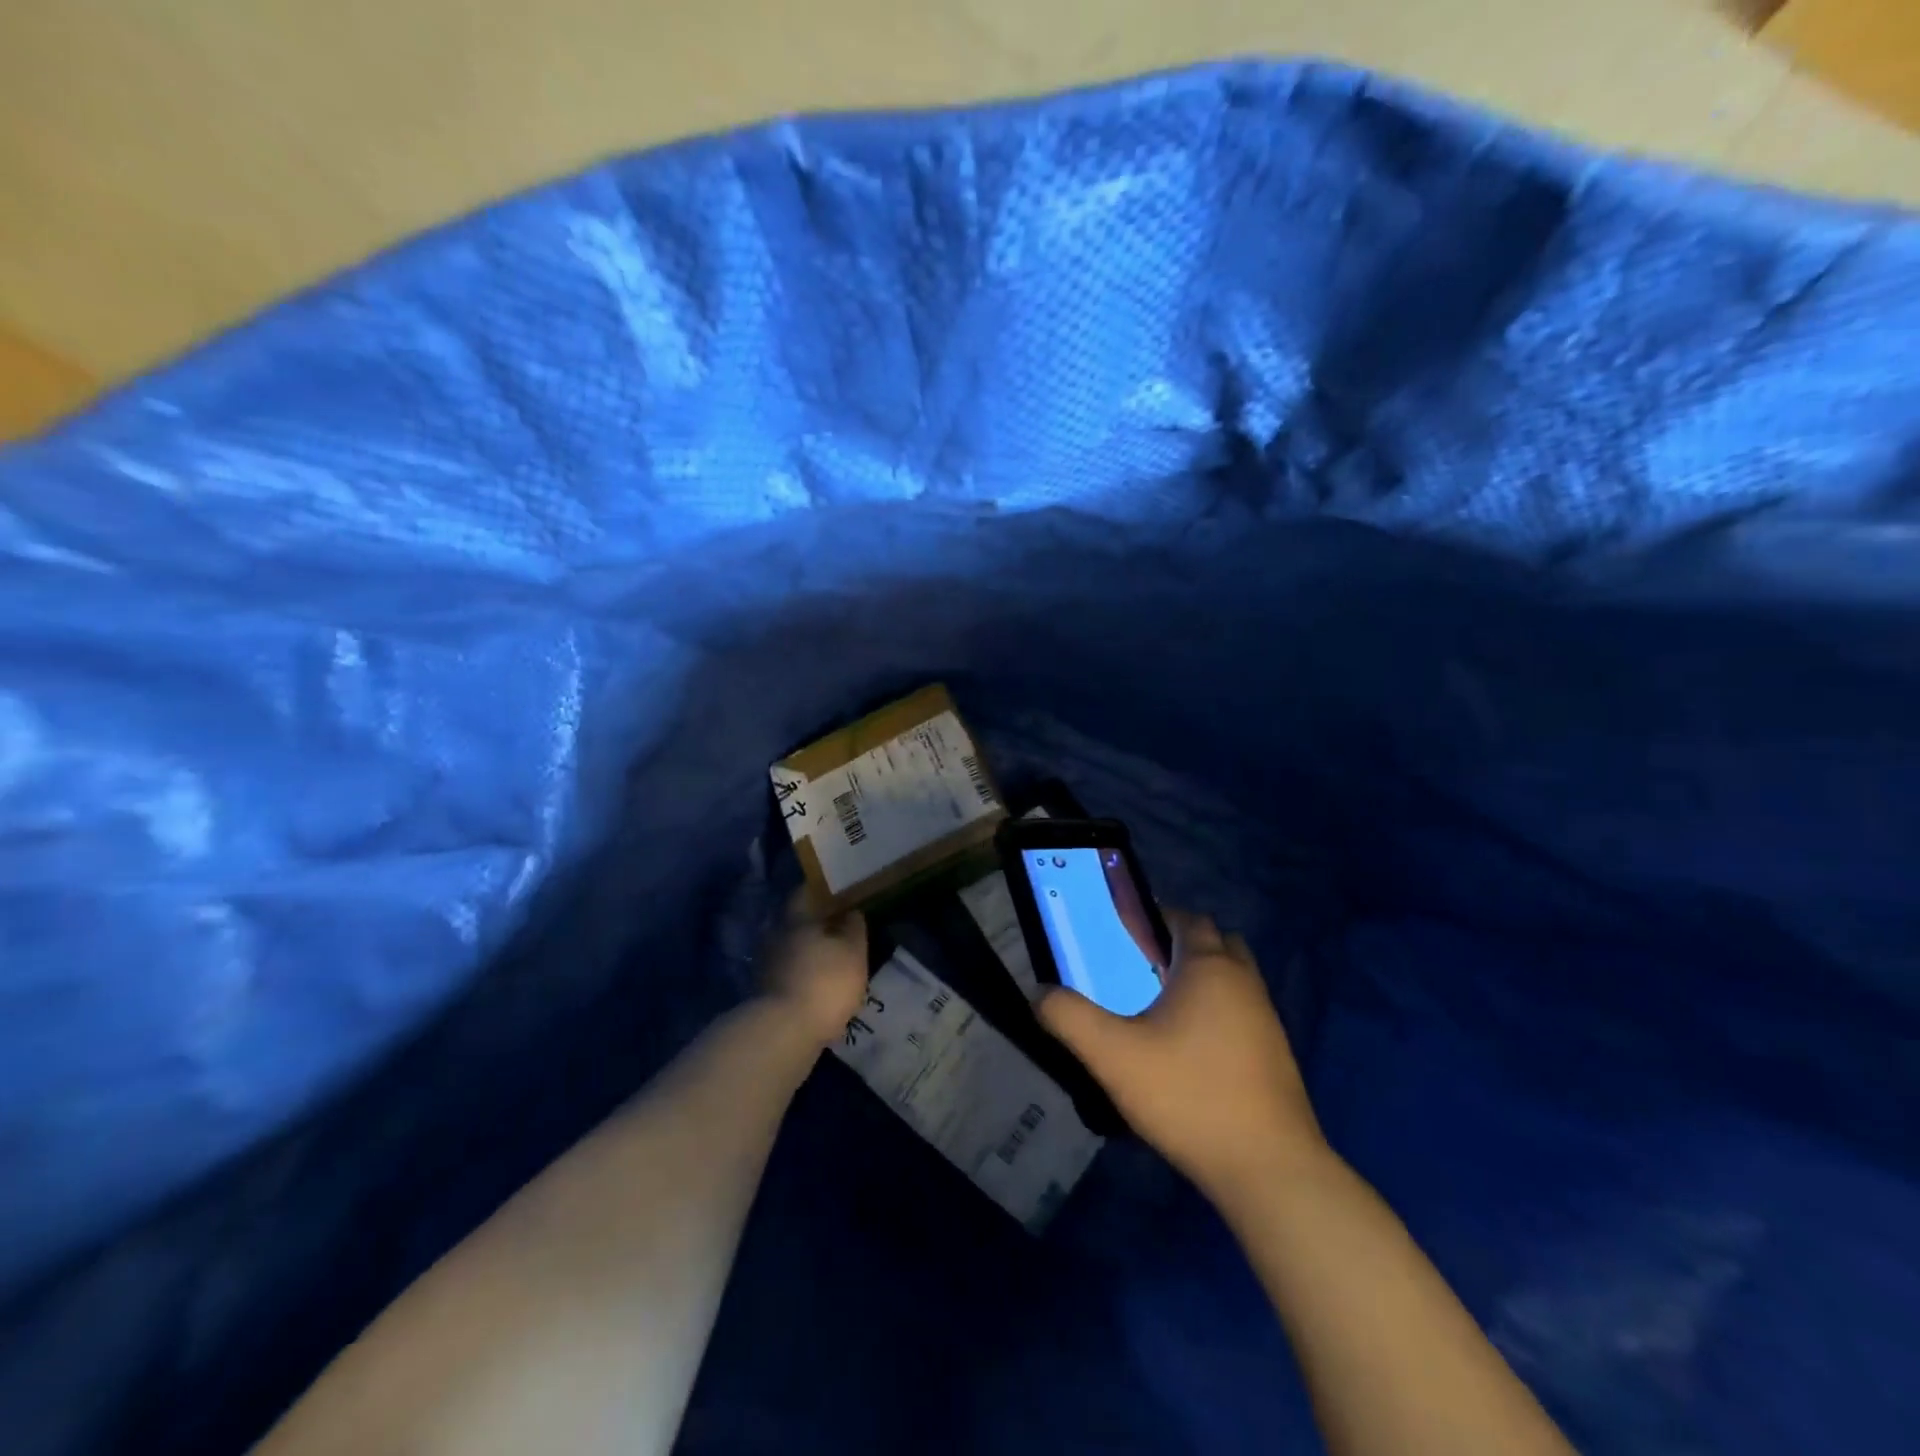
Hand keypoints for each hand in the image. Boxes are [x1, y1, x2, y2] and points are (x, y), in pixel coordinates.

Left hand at [761, 890, 869, 1047]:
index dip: (822, 893)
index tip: (839, 895)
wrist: (784, 1033)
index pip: (805, 893)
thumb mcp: (854, 952)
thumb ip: (854, 928)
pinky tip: (818, 985)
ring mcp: (766, 965)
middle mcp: (776, 936)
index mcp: (796, 919)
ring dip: (808, 953)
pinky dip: (802, 975)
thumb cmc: (825, 982)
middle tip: (839, 930)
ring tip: (832, 961)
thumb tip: (851, 912)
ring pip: (791, 949)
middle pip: (796, 923)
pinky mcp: (764, 993)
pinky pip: (788, 974)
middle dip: (815, 925)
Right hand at [1037, 911, 1329, 1201]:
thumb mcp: (1113, 1056)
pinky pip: (1243, 1010)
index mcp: (1208, 967)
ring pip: (1233, 977)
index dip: (1157, 918)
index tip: (1126, 934)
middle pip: (1216, 942)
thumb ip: (1069, 1017)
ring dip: (1203, 978)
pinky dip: (1219, 1010)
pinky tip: (1190, 1047)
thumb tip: (1039, 992)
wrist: (1268, 1168)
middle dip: (1182, 945)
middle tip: (1144, 967)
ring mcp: (1266, 1017)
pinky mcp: (1276, 1053)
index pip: (1187, 919)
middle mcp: (1243, 981)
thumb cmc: (1188, 1095)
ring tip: (1161, 1007)